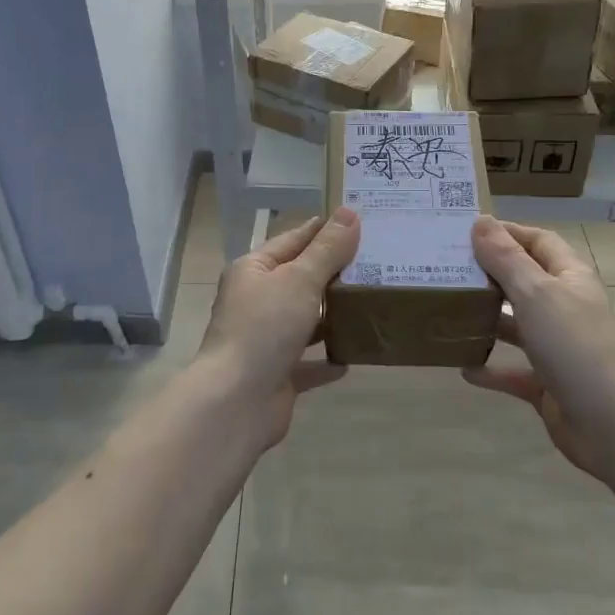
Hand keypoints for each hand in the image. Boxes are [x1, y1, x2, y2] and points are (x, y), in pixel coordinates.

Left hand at [197, 208, 360, 445]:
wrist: (236, 401)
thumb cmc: (264, 328)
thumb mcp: (299, 280)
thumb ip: (327, 250)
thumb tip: (349, 213)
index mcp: (253, 271)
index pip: (293, 240)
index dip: (323, 230)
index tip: (359, 222)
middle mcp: (256, 301)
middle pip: (300, 280)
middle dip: (335, 273)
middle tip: (379, 261)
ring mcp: (265, 340)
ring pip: (305, 320)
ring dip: (333, 315)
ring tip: (373, 303)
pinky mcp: (277, 374)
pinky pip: (309, 361)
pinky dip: (328, 358)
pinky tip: (355, 354)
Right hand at [462, 219, 614, 479]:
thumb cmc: (576, 346)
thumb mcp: (536, 294)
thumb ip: (506, 259)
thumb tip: (481, 221)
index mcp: (570, 278)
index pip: (538, 241)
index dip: (507, 232)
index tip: (465, 232)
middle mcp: (565, 308)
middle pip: (524, 281)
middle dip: (489, 274)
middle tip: (446, 269)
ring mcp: (558, 348)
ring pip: (517, 326)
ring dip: (487, 319)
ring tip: (448, 313)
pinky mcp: (549, 384)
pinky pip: (514, 371)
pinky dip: (491, 369)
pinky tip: (463, 368)